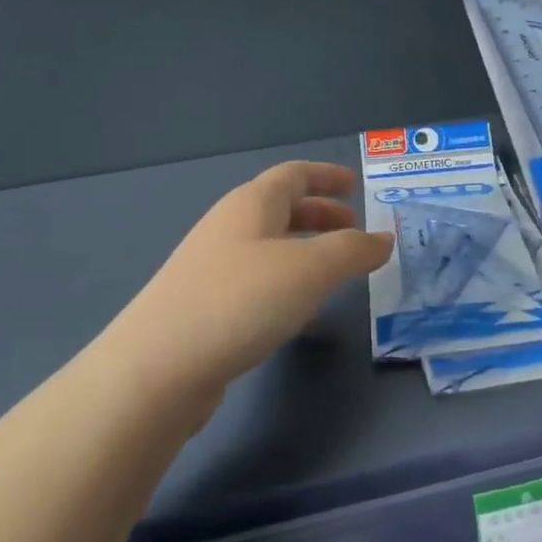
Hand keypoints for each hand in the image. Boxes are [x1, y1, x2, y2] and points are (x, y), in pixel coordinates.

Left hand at [105, 161, 392, 400]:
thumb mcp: (309, 270)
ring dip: (305, 251)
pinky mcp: (204, 306)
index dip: (326, 175)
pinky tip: (301, 315)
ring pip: (268, 247)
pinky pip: (257, 281)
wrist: (158, 367)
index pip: (293, 175)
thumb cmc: (240, 301)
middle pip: (280, 208)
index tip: (355, 185)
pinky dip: (287, 285)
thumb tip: (383, 239)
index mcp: (251, 204)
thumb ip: (352, 250)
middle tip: (353, 230)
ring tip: (335, 272)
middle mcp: (229, 227)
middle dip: (319, 214)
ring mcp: (212, 267)